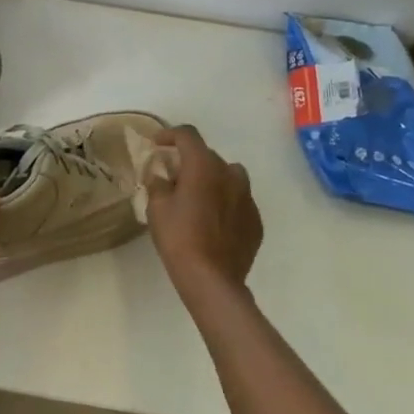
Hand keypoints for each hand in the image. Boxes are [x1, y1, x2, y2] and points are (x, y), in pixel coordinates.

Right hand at [145, 125, 263, 297]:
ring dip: (213, 179)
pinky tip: (213, 221)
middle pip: (208, 155)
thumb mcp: (157, 208)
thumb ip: (158, 184)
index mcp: (204, 166)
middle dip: (190, 161)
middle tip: (173, 178)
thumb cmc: (178, 237)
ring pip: (229, 176)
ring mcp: (248, 198)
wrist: (211, 278)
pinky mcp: (256, 220)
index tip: (157, 144)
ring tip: (198, 197)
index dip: (170, 134)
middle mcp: (230, 175)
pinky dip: (225, 202)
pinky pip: (239, 200)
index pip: (188, 135)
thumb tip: (162, 176)